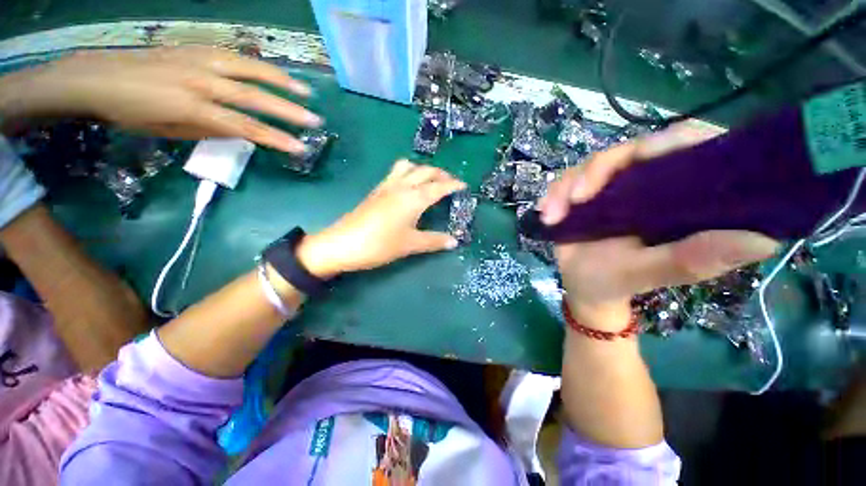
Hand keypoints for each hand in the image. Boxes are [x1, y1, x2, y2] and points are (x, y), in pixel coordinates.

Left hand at [0, 46, 319, 153]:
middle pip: (253, 96)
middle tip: (315, 119)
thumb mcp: (169, 132)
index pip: (245, 126)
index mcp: (192, 107)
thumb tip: (239, 131)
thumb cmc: (131, 113)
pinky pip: (234, 56)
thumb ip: (209, 130)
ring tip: (305, 90)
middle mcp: (200, 81)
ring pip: (249, 69)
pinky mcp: (195, 49)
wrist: (98, 78)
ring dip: (280, 80)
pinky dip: (258, 66)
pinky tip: (273, 73)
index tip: (300, 148)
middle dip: (287, 110)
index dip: (275, 138)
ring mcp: (198, 60)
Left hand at [297, 160, 465, 277]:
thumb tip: (454, 241)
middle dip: (441, 174)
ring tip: (430, 181)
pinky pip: (396, 172)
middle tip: (450, 183)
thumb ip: (434, 241)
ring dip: (423, 169)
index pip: (439, 186)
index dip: (453, 184)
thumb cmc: (380, 244)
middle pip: (425, 171)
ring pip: (409, 167)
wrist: (342, 244)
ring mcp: (386, 186)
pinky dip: (408, 173)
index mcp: (413, 198)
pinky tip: (409, 186)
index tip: (464, 185)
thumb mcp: (410, 244)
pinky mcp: (376, 190)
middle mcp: (401, 186)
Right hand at [538, 122, 778, 328]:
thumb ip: (692, 258)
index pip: (686, 147)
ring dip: (566, 187)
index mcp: (676, 196)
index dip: (671, 141)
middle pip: (629, 151)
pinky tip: (545, 215)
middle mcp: (646, 184)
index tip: (646, 157)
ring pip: (590, 166)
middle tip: (578, 199)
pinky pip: (565, 182)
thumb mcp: (651, 272)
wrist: (583, 288)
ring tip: (552, 217)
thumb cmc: (619, 282)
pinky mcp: (583, 195)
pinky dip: (552, 196)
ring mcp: (610, 188)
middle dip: (597, 171)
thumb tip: (763, 239)